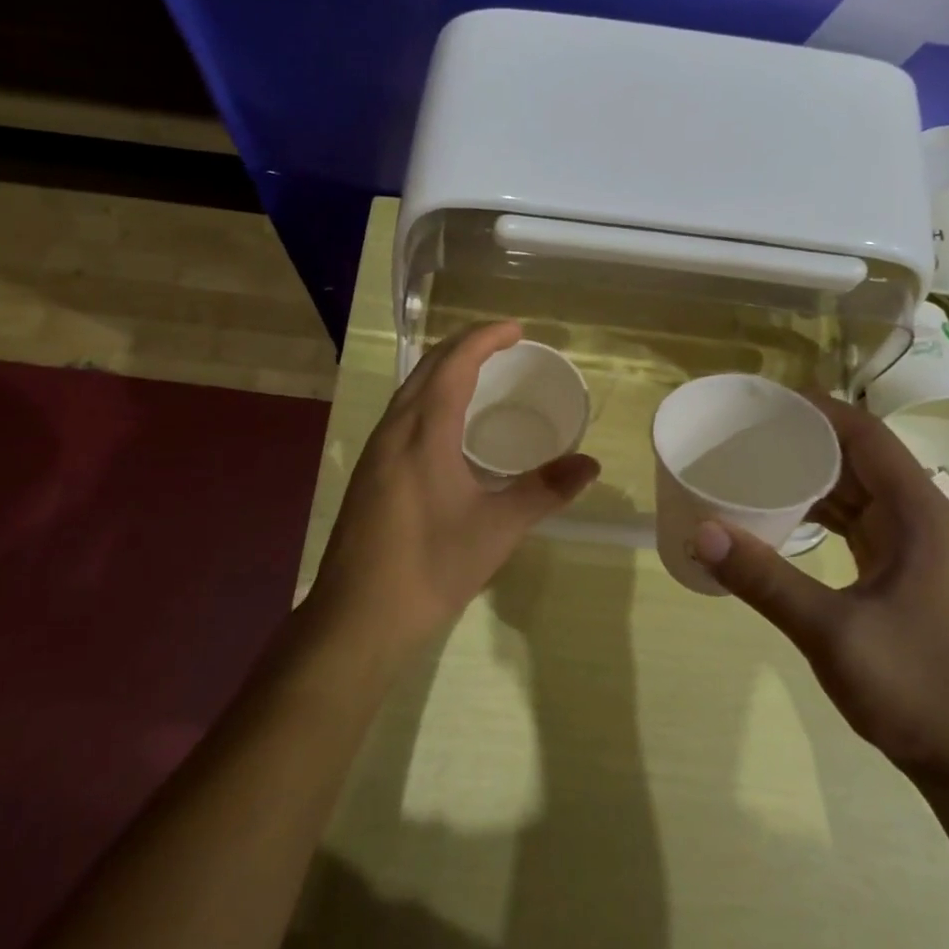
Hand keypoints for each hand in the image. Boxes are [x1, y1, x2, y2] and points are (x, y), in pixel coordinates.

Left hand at [311, 321, 599, 651]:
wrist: (358, 619)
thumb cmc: (431, 567)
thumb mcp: (497, 529)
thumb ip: (545, 491)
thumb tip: (590, 464)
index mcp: (423, 432)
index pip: (454, 364)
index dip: (485, 338)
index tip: (517, 330)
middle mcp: (393, 431)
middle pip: (427, 369)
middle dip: (465, 346)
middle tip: (504, 345)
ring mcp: (375, 453)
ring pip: (410, 391)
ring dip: (444, 371)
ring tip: (480, 375)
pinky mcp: (369, 475)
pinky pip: (402, 415)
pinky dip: (430, 399)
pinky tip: (447, 426)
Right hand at [690, 397, 948, 793]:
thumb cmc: (916, 690)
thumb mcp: (832, 633)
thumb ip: (765, 580)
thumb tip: (701, 531)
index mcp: (919, 514)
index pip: (866, 435)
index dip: (817, 410)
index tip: (764, 403)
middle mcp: (922, 519)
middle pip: (861, 457)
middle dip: (806, 439)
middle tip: (747, 433)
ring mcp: (916, 548)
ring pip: (859, 491)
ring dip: (813, 476)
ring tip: (757, 465)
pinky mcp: (906, 574)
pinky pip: (859, 522)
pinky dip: (822, 512)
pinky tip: (784, 517)